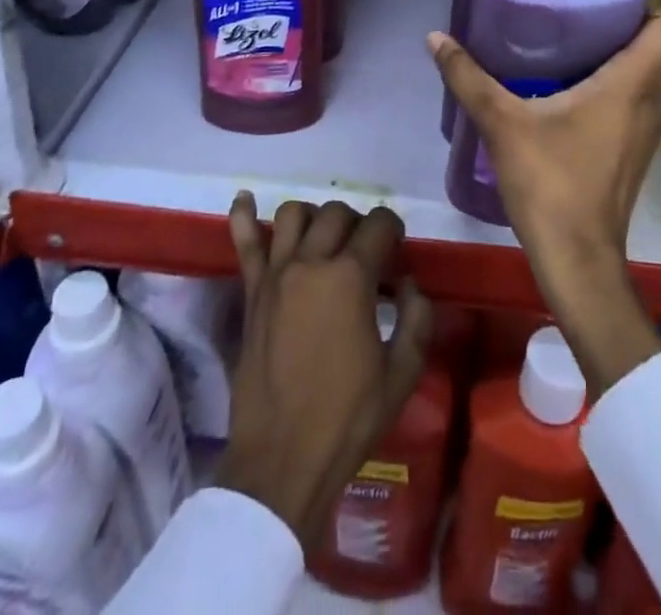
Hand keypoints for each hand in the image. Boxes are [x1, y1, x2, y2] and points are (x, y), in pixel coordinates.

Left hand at [214, 193, 432, 546]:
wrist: (282, 461)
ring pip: (294, 214)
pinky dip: (244, 216)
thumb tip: (408, 285)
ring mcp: (275, 274)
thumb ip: (416, 318)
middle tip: (367, 252)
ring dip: (315, 218)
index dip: (393, 230)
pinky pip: (244, 243)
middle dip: (358, 224)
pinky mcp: (252, 293)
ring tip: (325, 239)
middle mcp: (311, 263)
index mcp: (351, 277)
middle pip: (337, 214)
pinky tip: (245, 199)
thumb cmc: (348, 418)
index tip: (397, 249)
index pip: (378, 225)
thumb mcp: (401, 373)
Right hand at [430, 10, 660, 395]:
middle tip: (574, 8)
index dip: (646, 0)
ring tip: (568, 41)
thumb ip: (468, 77)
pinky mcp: (635, 152)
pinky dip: (612, 85)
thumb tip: (435, 36)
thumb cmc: (550, 183)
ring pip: (644, 75)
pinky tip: (568, 88)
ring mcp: (647, 131)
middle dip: (620, 22)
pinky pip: (634, 100)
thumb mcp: (502, 123)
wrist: (578, 260)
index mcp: (632, 84)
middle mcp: (651, 102)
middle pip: (654, 46)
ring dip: (616, 55)